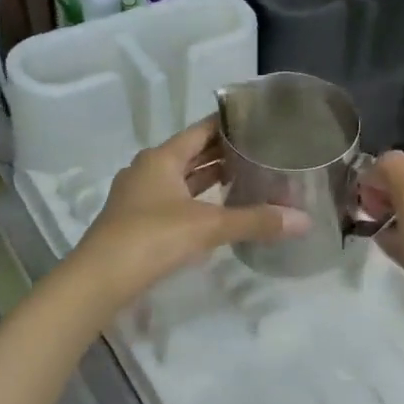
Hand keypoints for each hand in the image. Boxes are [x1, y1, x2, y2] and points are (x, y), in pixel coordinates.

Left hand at [69, 116, 308, 310]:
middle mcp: (148, 169)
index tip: (260, 124)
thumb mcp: (208, 227)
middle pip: (191, 153)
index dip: (230, 125)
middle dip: (224, 154)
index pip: (201, 130)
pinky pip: (174, 201)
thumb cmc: (151, 239)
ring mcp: (139, 196)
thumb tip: (305, 220)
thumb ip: (255, 221)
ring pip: (181, 179)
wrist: (99, 279)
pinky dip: (196, 201)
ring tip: (247, 178)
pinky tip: (217, 212)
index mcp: (161, 158)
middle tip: (262, 152)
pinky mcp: (137, 221)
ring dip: (209, 179)